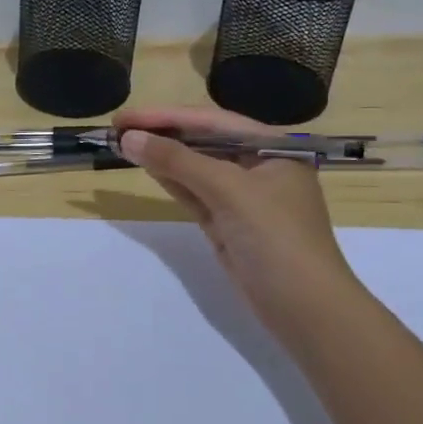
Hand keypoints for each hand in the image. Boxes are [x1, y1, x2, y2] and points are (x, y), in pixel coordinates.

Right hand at [114, 106, 357, 342]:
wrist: (304, 307)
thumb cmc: (275, 238)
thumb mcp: (229, 191)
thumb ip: (179, 161)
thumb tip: (130, 138)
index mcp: (272, 147)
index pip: (211, 121)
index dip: (165, 116)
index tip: (124, 116)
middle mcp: (258, 165)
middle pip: (203, 141)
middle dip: (163, 134)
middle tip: (118, 128)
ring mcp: (243, 197)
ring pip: (196, 168)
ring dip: (163, 156)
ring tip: (124, 143)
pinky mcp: (229, 223)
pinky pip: (195, 194)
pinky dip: (172, 181)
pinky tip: (148, 167)